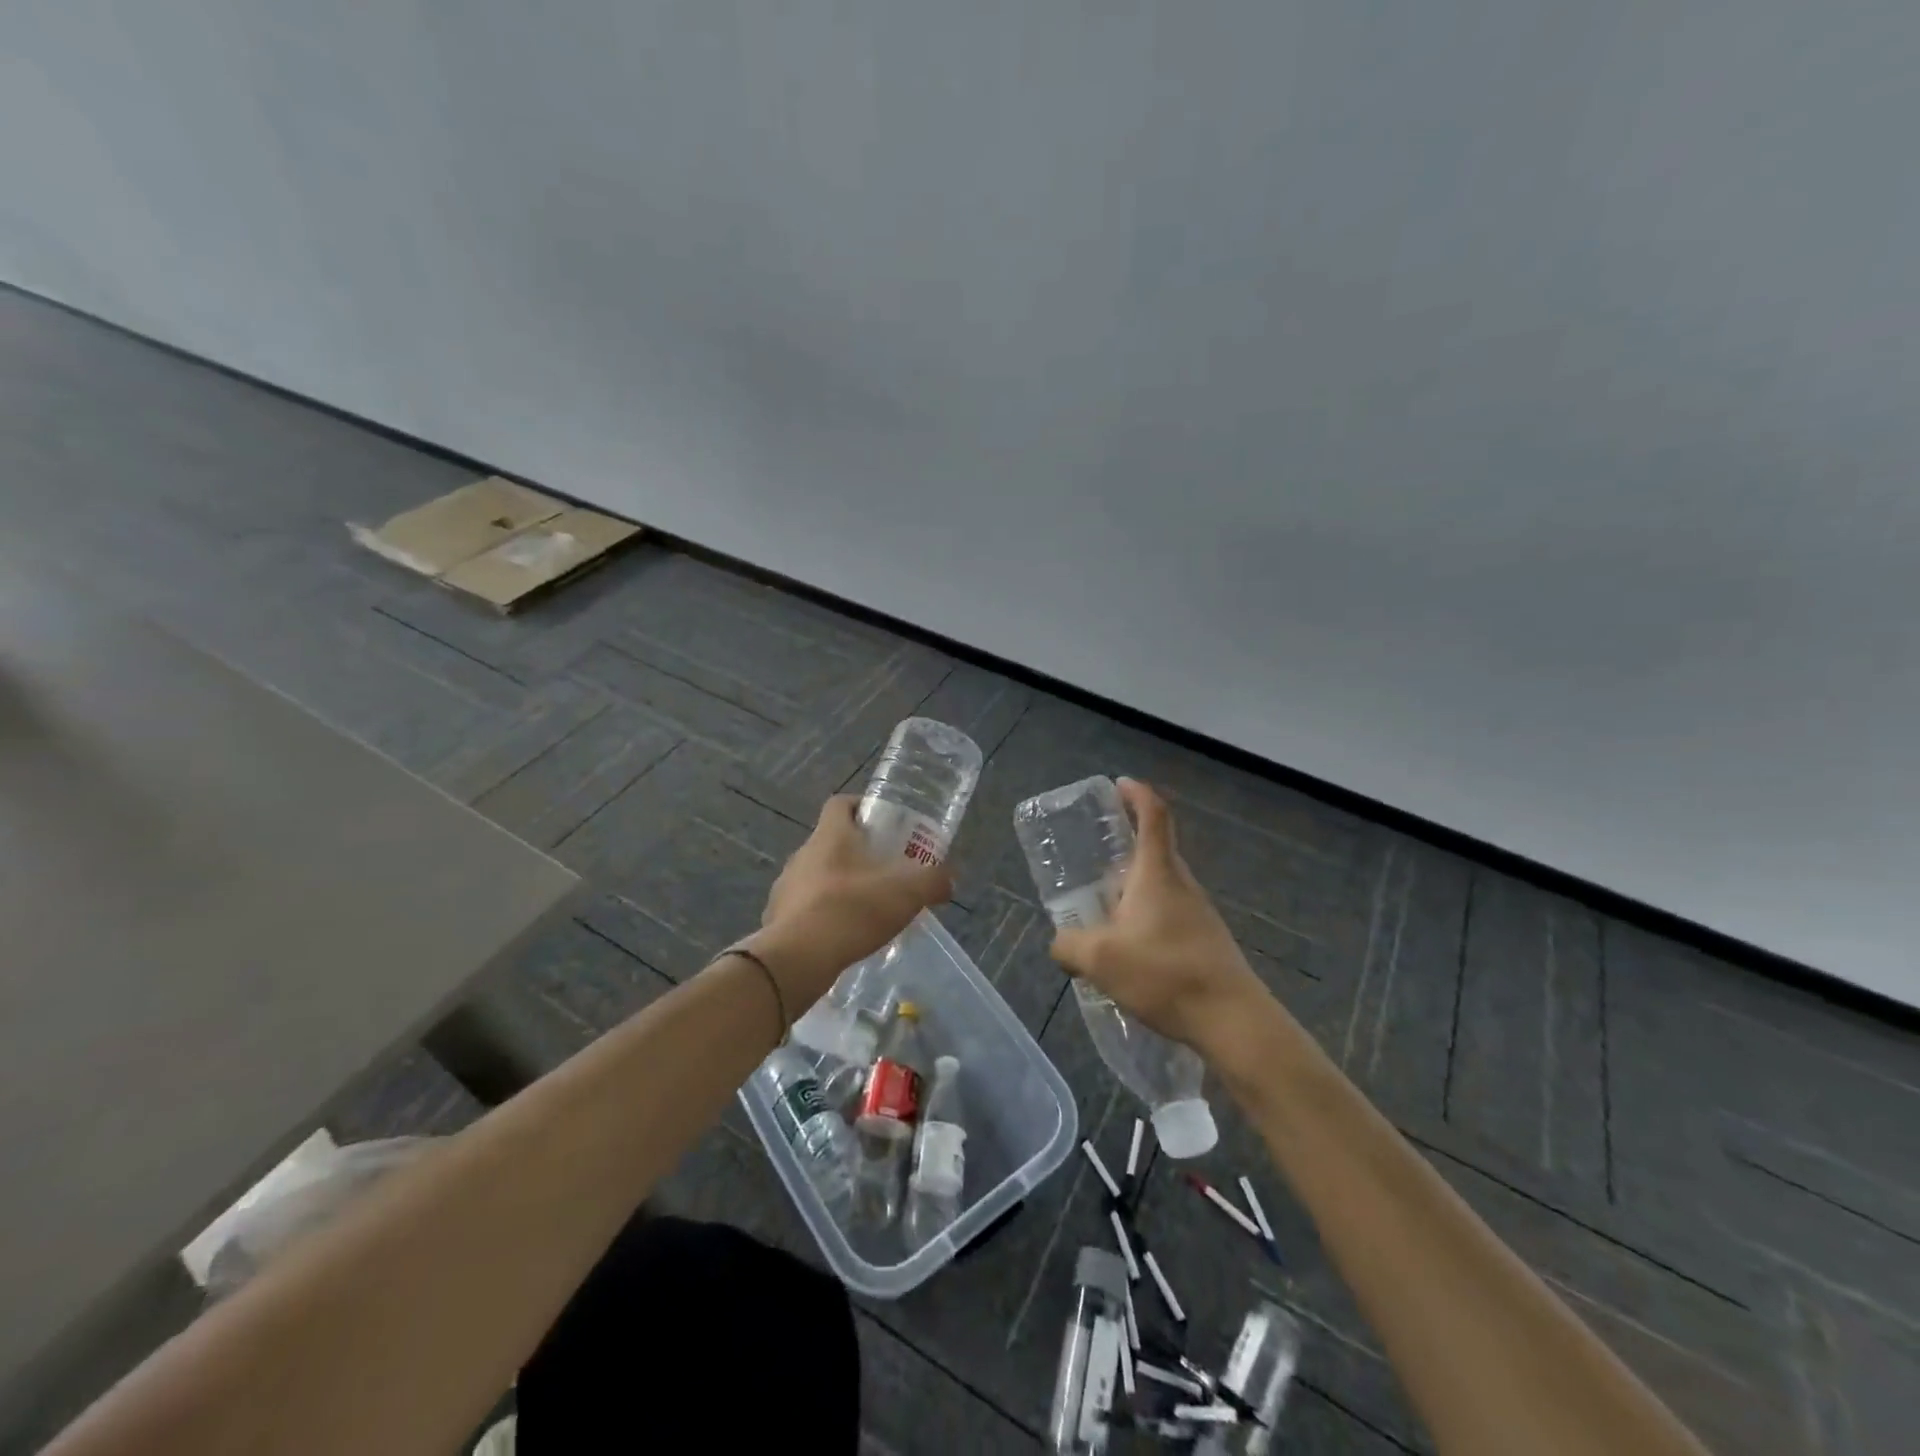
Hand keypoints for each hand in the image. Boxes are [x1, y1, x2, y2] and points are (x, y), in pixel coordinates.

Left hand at [749, 795, 952, 1007]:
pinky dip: (824, 915)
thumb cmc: (853, 910)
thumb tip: (948, 879)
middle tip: (886, 870)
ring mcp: (785, 887)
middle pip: (831, 841)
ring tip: (866, 908)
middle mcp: (803, 854)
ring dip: (840, 885)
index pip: (840, 803)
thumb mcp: (907, 893)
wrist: (798, 959)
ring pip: (817, 875)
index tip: (883, 822)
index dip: (861, 806)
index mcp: (830, 836)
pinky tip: (843, 936)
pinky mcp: (777, 919)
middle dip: (857, 852)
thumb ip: (933, 881)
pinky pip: (805, 908)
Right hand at [1049, 779, 1270, 1055]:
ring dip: (1133, 885)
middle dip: (1126, 842)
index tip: (1118, 784)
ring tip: (1102, 908)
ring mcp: (1198, 913)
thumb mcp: (1100, 959)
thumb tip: (1059, 943)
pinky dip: (1145, 915)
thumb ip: (1069, 946)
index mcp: (1158, 873)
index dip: (1137, 793)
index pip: (1154, 815)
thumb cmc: (1165, 974)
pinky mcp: (1206, 940)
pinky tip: (1128, 948)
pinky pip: (1169, 913)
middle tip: (1094, 853)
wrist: (1233, 1021)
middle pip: (1156, 848)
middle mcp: (1182, 884)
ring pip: (1161, 884)